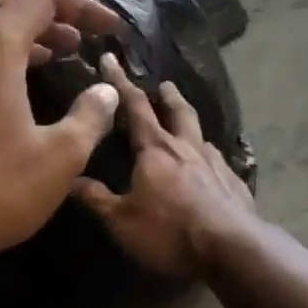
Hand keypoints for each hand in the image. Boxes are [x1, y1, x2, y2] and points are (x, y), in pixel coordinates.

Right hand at [73, 54, 257, 276]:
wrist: (230, 247)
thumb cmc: (168, 231)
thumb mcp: (121, 220)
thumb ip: (97, 198)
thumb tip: (71, 179)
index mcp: (156, 149)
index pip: (135, 107)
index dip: (120, 82)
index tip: (111, 59)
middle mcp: (187, 148)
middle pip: (178, 112)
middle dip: (168, 96)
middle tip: (165, 84)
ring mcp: (216, 164)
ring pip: (202, 135)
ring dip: (191, 125)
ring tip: (187, 125)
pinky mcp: (235, 184)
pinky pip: (219, 162)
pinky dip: (210, 157)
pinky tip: (212, 167)